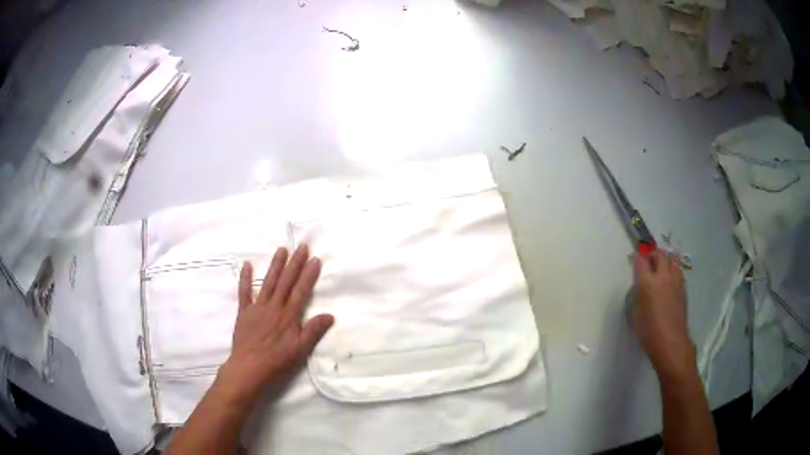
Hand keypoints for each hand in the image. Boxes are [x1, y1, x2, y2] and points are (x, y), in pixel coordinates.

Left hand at [217, 245, 333, 398]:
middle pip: (286, 282)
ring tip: (282, 249)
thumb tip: (329, 315)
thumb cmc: (277, 362)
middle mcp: (274, 307)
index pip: (301, 291)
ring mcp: (257, 308)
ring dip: (275, 265)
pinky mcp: (244, 312)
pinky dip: (245, 278)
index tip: (315, 260)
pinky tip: (247, 265)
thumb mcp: (300, 350)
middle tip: (302, 247)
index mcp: (288, 316)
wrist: (249, 368)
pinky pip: (244, 292)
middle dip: (295, 264)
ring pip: (268, 282)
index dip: (308, 275)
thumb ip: (313, 331)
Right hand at [632, 250, 694, 380]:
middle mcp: (663, 277)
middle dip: (653, 253)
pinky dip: (673, 270)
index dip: (637, 257)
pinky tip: (669, 280)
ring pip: (672, 260)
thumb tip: (640, 286)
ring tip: (660, 267)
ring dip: (665, 260)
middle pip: (660, 254)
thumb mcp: (637, 314)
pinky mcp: (683, 289)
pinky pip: (678, 271)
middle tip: (648, 259)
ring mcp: (676, 281)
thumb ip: (638, 295)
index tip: (635, 257)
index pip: (642, 261)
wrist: (671, 343)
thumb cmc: (649, 332)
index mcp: (648, 283)